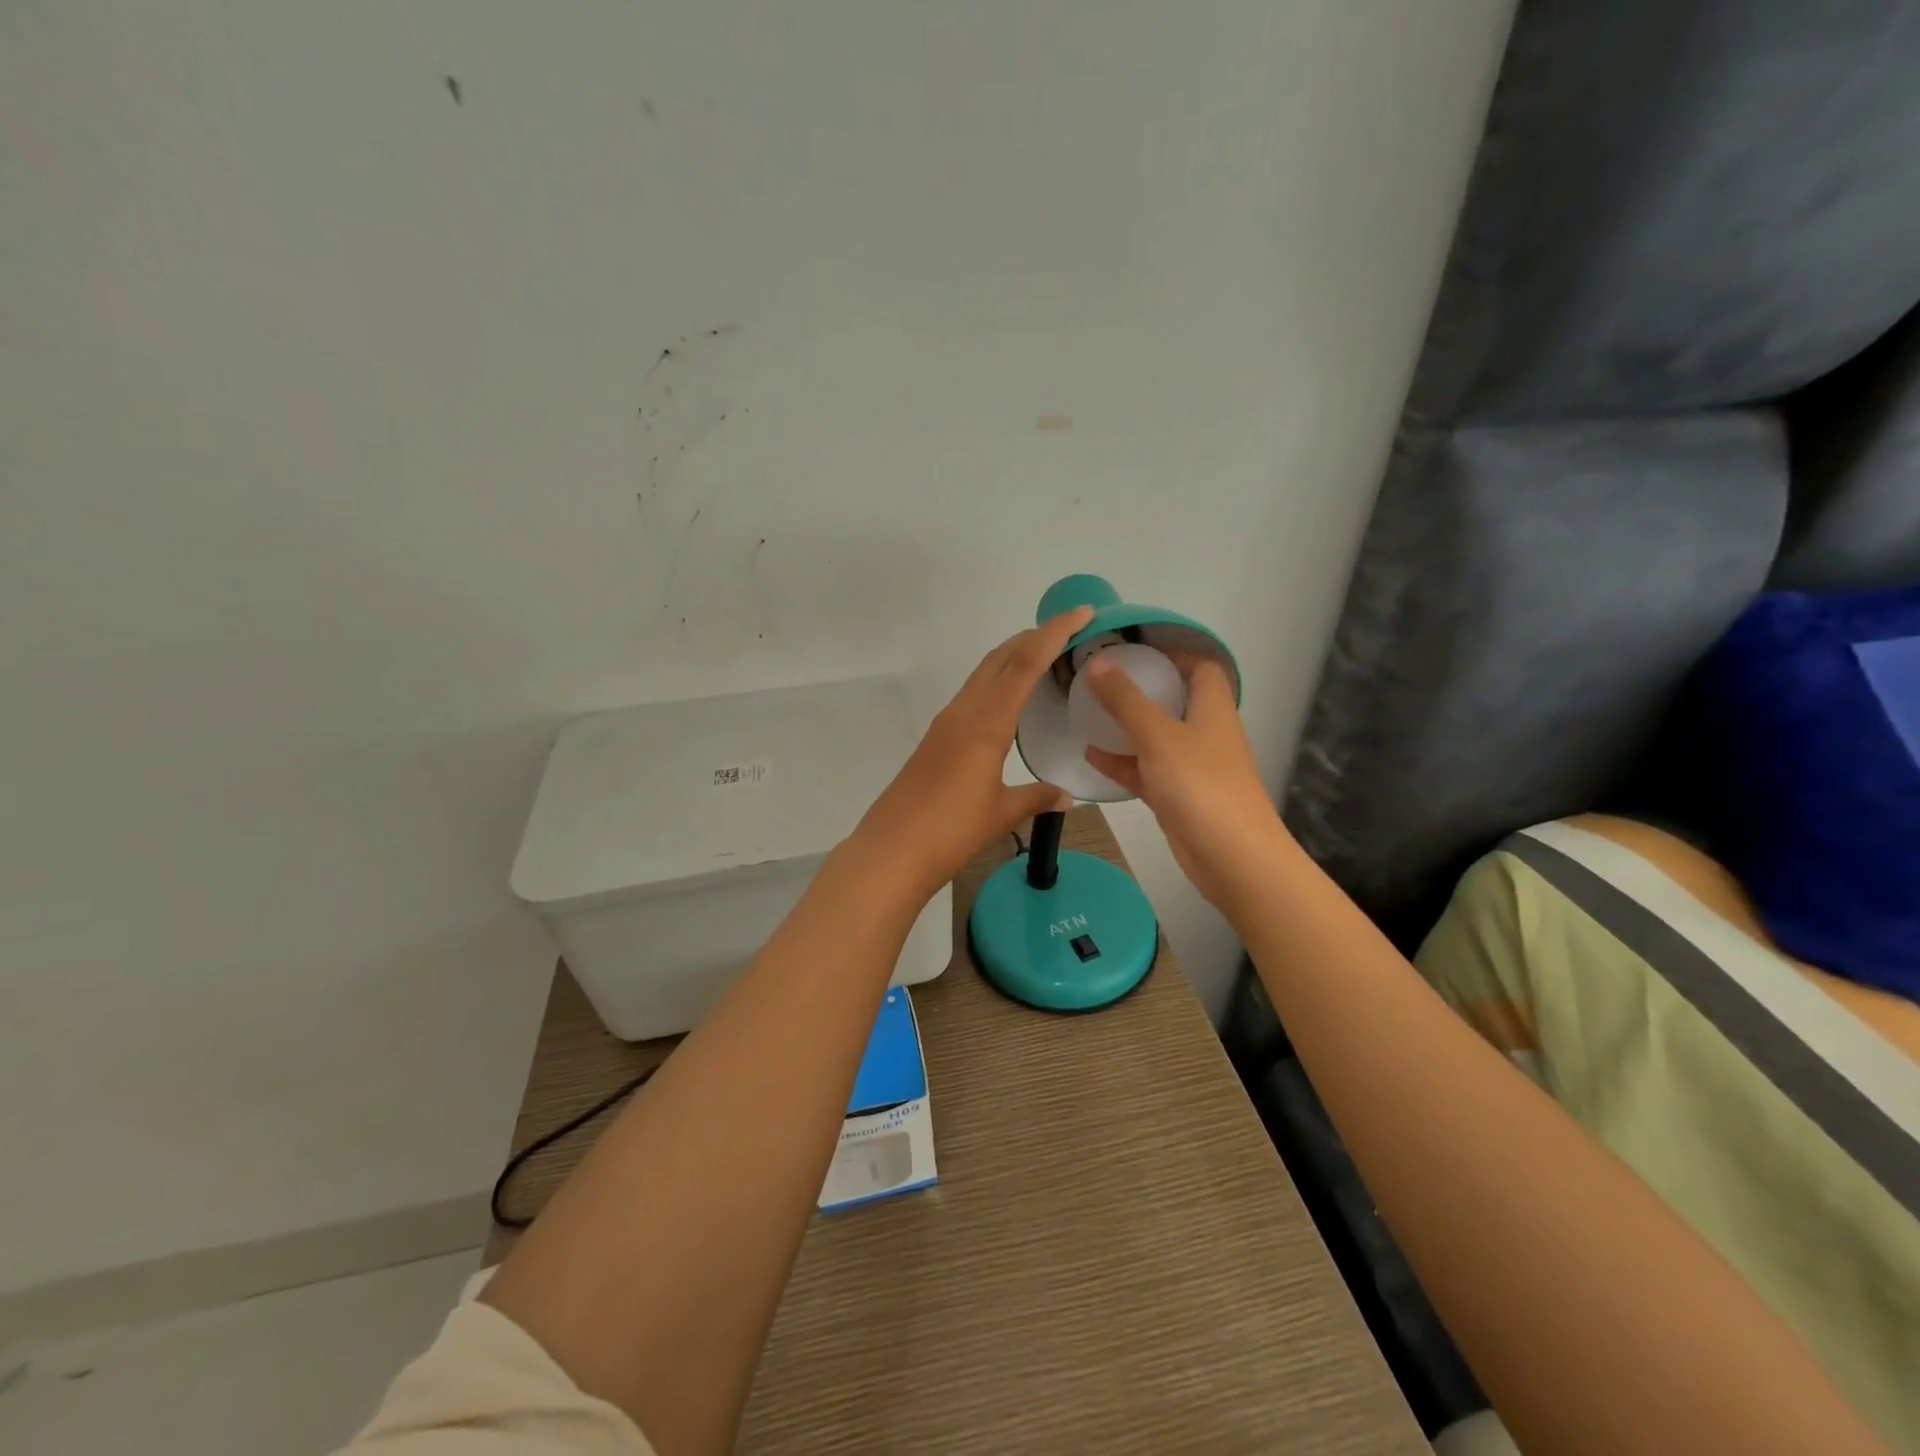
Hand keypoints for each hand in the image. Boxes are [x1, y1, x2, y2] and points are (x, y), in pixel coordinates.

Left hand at [851, 606, 1095, 900]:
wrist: (891, 851)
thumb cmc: (951, 832)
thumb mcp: (1001, 813)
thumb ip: (1036, 797)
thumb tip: (1066, 796)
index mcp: (987, 723)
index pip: (1025, 664)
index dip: (1054, 634)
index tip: (1081, 613)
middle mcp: (964, 712)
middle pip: (1000, 658)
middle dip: (1033, 637)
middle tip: (1068, 631)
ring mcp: (946, 723)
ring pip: (983, 674)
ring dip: (1013, 657)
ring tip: (1044, 657)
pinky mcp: (936, 739)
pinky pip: (972, 695)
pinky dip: (996, 683)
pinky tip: (1008, 701)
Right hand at [1082, 654, 1288, 910]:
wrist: (1232, 858)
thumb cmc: (1200, 785)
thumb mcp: (1157, 735)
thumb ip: (1125, 700)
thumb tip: (1097, 663)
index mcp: (1212, 709)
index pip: (1201, 667)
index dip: (1174, 652)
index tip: (1135, 646)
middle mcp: (1205, 732)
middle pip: (1176, 699)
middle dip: (1142, 687)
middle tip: (1102, 677)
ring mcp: (1192, 766)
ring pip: (1157, 736)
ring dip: (1128, 725)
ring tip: (1089, 711)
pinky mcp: (1178, 796)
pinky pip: (1146, 770)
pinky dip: (1123, 762)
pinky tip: (1091, 755)